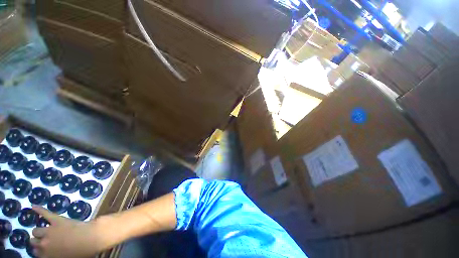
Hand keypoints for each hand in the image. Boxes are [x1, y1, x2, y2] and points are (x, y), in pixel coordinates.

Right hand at [30, 205, 102, 257]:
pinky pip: (45, 213)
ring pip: (36, 230)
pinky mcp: (56, 220)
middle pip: (34, 241)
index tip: (43, 249)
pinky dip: (39, 210)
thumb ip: (55, 256)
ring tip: (42, 230)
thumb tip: (52, 254)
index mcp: (48, 256)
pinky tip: (33, 206)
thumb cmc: (81, 252)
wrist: (91, 239)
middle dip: (37, 240)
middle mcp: (44, 244)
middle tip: (44, 239)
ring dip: (38, 231)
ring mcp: (49, 231)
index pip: (37, 253)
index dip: (40, 250)